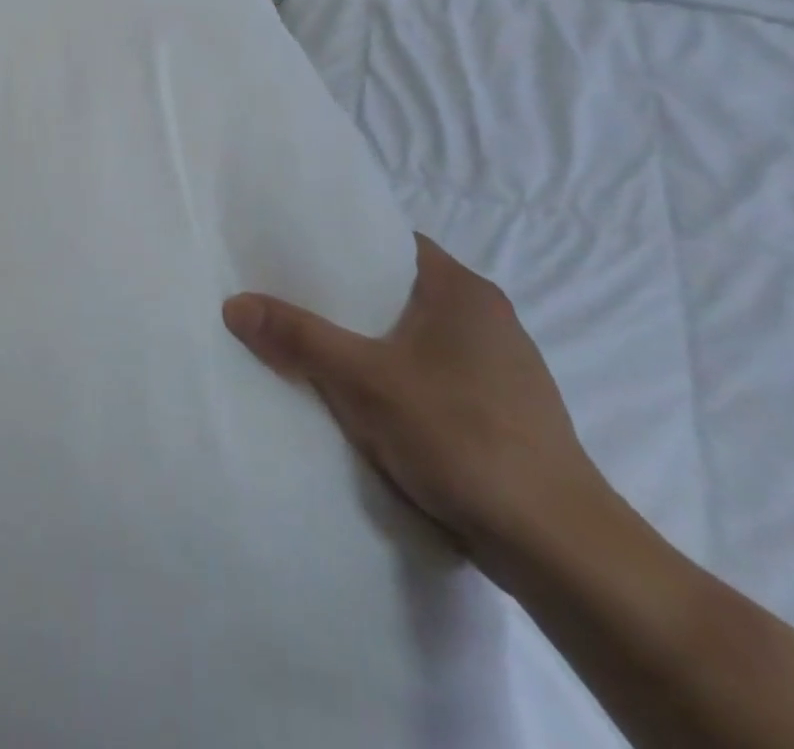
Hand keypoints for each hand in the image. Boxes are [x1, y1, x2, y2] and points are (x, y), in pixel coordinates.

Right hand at [223, 234, 606, 567]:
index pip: (391, 243)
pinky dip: (396, 378)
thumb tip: (234, 304)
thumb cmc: (462, 438)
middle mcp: (487, 318)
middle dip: (347, 298)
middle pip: (398, 290)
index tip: (293, 252)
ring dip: (371, 342)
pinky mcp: (502, 412)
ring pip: (414, 337)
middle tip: (289, 298)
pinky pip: (432, 375)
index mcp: (463, 290)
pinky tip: (364, 400)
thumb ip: (298, 338)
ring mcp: (500, 368)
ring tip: (314, 346)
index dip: (342, 244)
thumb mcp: (363, 382)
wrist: (560, 550)